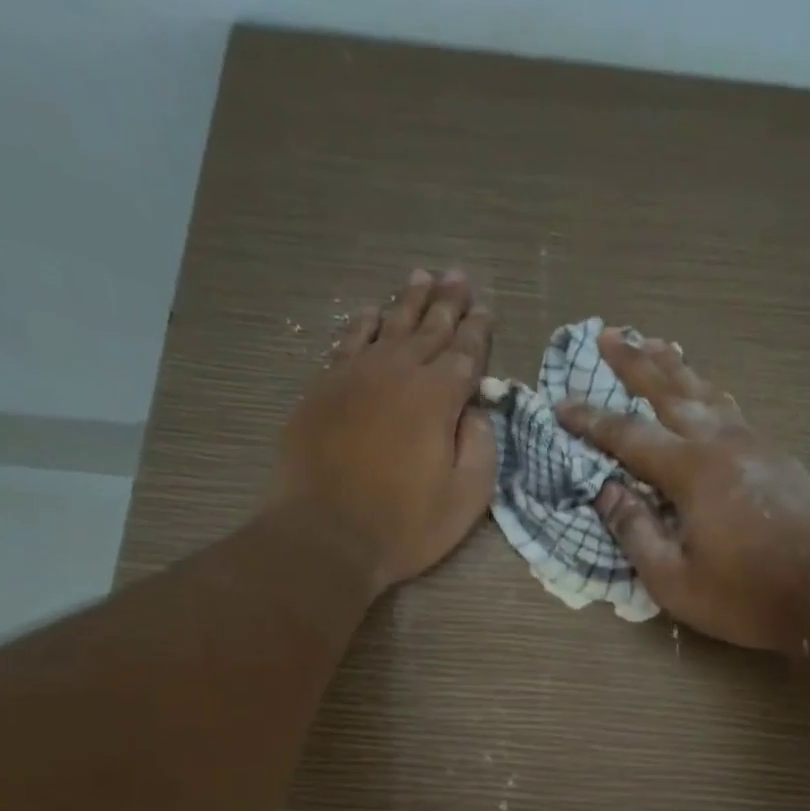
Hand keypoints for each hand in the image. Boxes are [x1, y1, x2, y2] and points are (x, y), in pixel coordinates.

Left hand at [274, 269, 496, 592]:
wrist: (326, 534)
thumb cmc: (405, 525)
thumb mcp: (465, 497)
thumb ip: (480, 447)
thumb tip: (477, 412)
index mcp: (438, 398)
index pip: (465, 354)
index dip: (478, 332)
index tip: (486, 310)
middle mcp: (397, 373)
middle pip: (428, 329)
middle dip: (448, 303)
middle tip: (460, 276)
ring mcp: (355, 376)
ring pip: (388, 326)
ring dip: (408, 301)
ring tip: (423, 277)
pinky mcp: (323, 389)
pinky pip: (347, 343)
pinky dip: (362, 324)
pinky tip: (370, 312)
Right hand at [557, 329, 809, 654]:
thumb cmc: (743, 595)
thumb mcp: (672, 579)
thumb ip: (635, 532)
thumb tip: (606, 492)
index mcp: (691, 471)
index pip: (628, 435)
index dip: (590, 420)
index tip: (560, 404)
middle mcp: (721, 443)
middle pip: (670, 389)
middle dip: (634, 361)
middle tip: (607, 335)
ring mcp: (754, 443)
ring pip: (707, 391)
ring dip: (674, 367)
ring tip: (653, 345)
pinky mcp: (776, 455)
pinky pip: (731, 410)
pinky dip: (706, 393)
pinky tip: (702, 394)